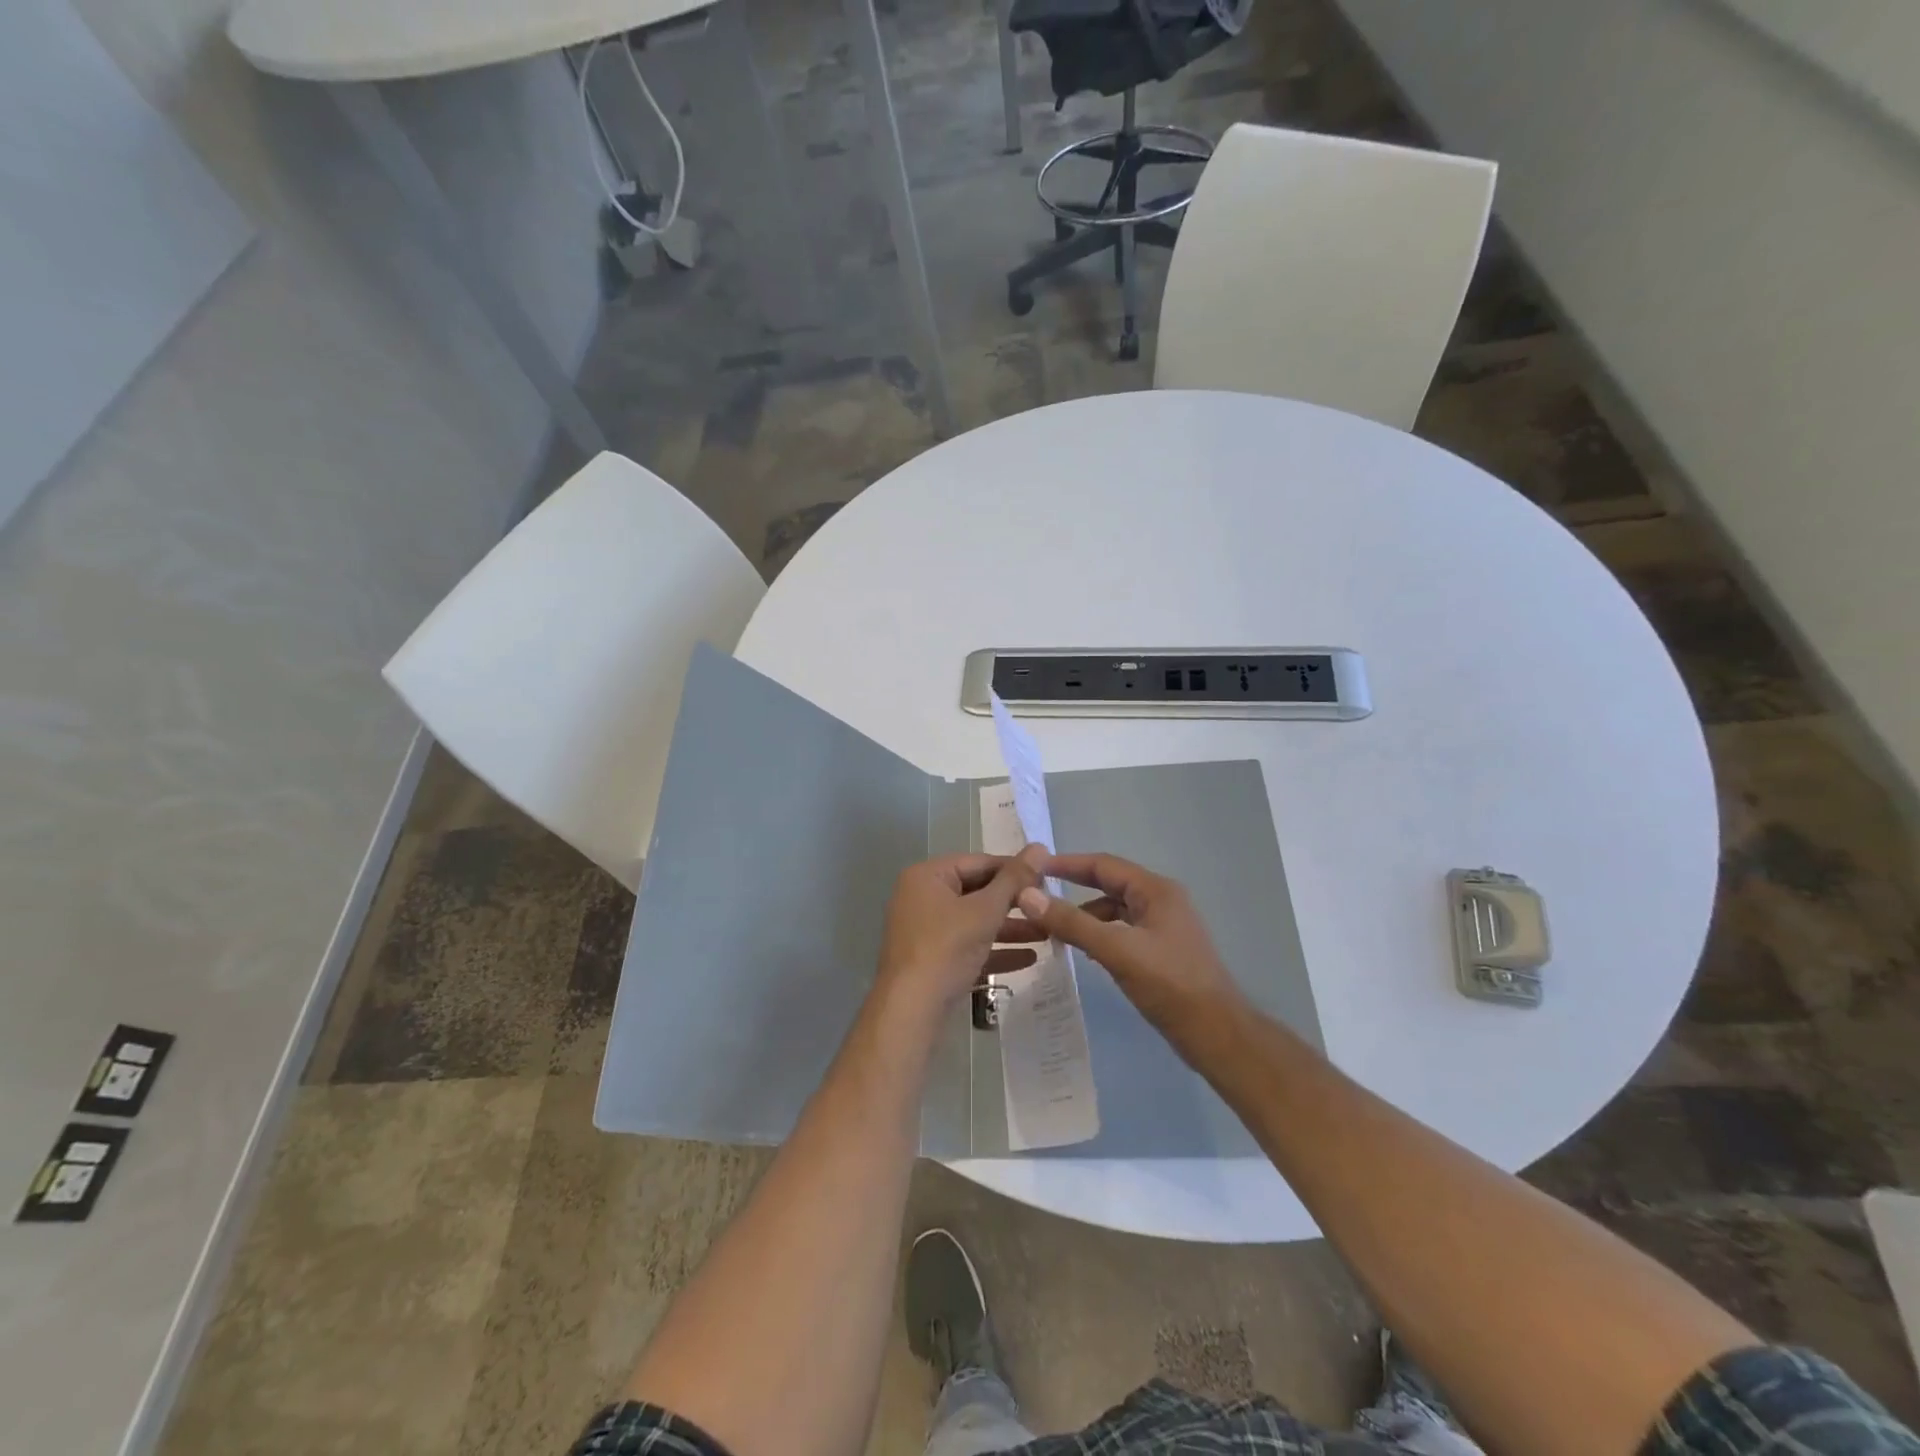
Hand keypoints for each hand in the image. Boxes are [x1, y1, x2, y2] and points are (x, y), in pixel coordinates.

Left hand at [874, 845, 1049, 1017]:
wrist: (910, 1010)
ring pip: (974, 921)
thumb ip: (1014, 880)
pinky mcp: (932, 959)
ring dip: (1010, 928)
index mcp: (927, 876)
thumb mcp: (984, 911)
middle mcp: (922, 897)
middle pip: (977, 892)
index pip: (979, 863)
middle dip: (1014, 903)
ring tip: (1047, 934)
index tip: (1048, 878)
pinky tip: (1029, 959)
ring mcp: (925, 930)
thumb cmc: (946, 948)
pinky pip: (968, 946)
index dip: (1014, 869)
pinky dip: (994, 950)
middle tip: (1049, 907)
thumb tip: (1039, 847)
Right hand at [1017, 853, 1246, 1048]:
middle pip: (1109, 883)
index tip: (1033, 867)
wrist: (1216, 1033)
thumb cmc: (1169, 984)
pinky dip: (1099, 933)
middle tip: (1036, 893)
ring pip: (1115, 909)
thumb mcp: (1116, 950)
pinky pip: (1122, 930)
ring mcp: (1163, 926)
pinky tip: (1082, 949)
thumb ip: (1071, 922)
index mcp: (1155, 890)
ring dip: (1085, 914)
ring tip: (1052, 926)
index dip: (1067, 864)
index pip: (1103, 864)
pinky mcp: (1162, 950)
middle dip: (1073, 887)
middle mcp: (1161, 900)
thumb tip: (1027, 895)